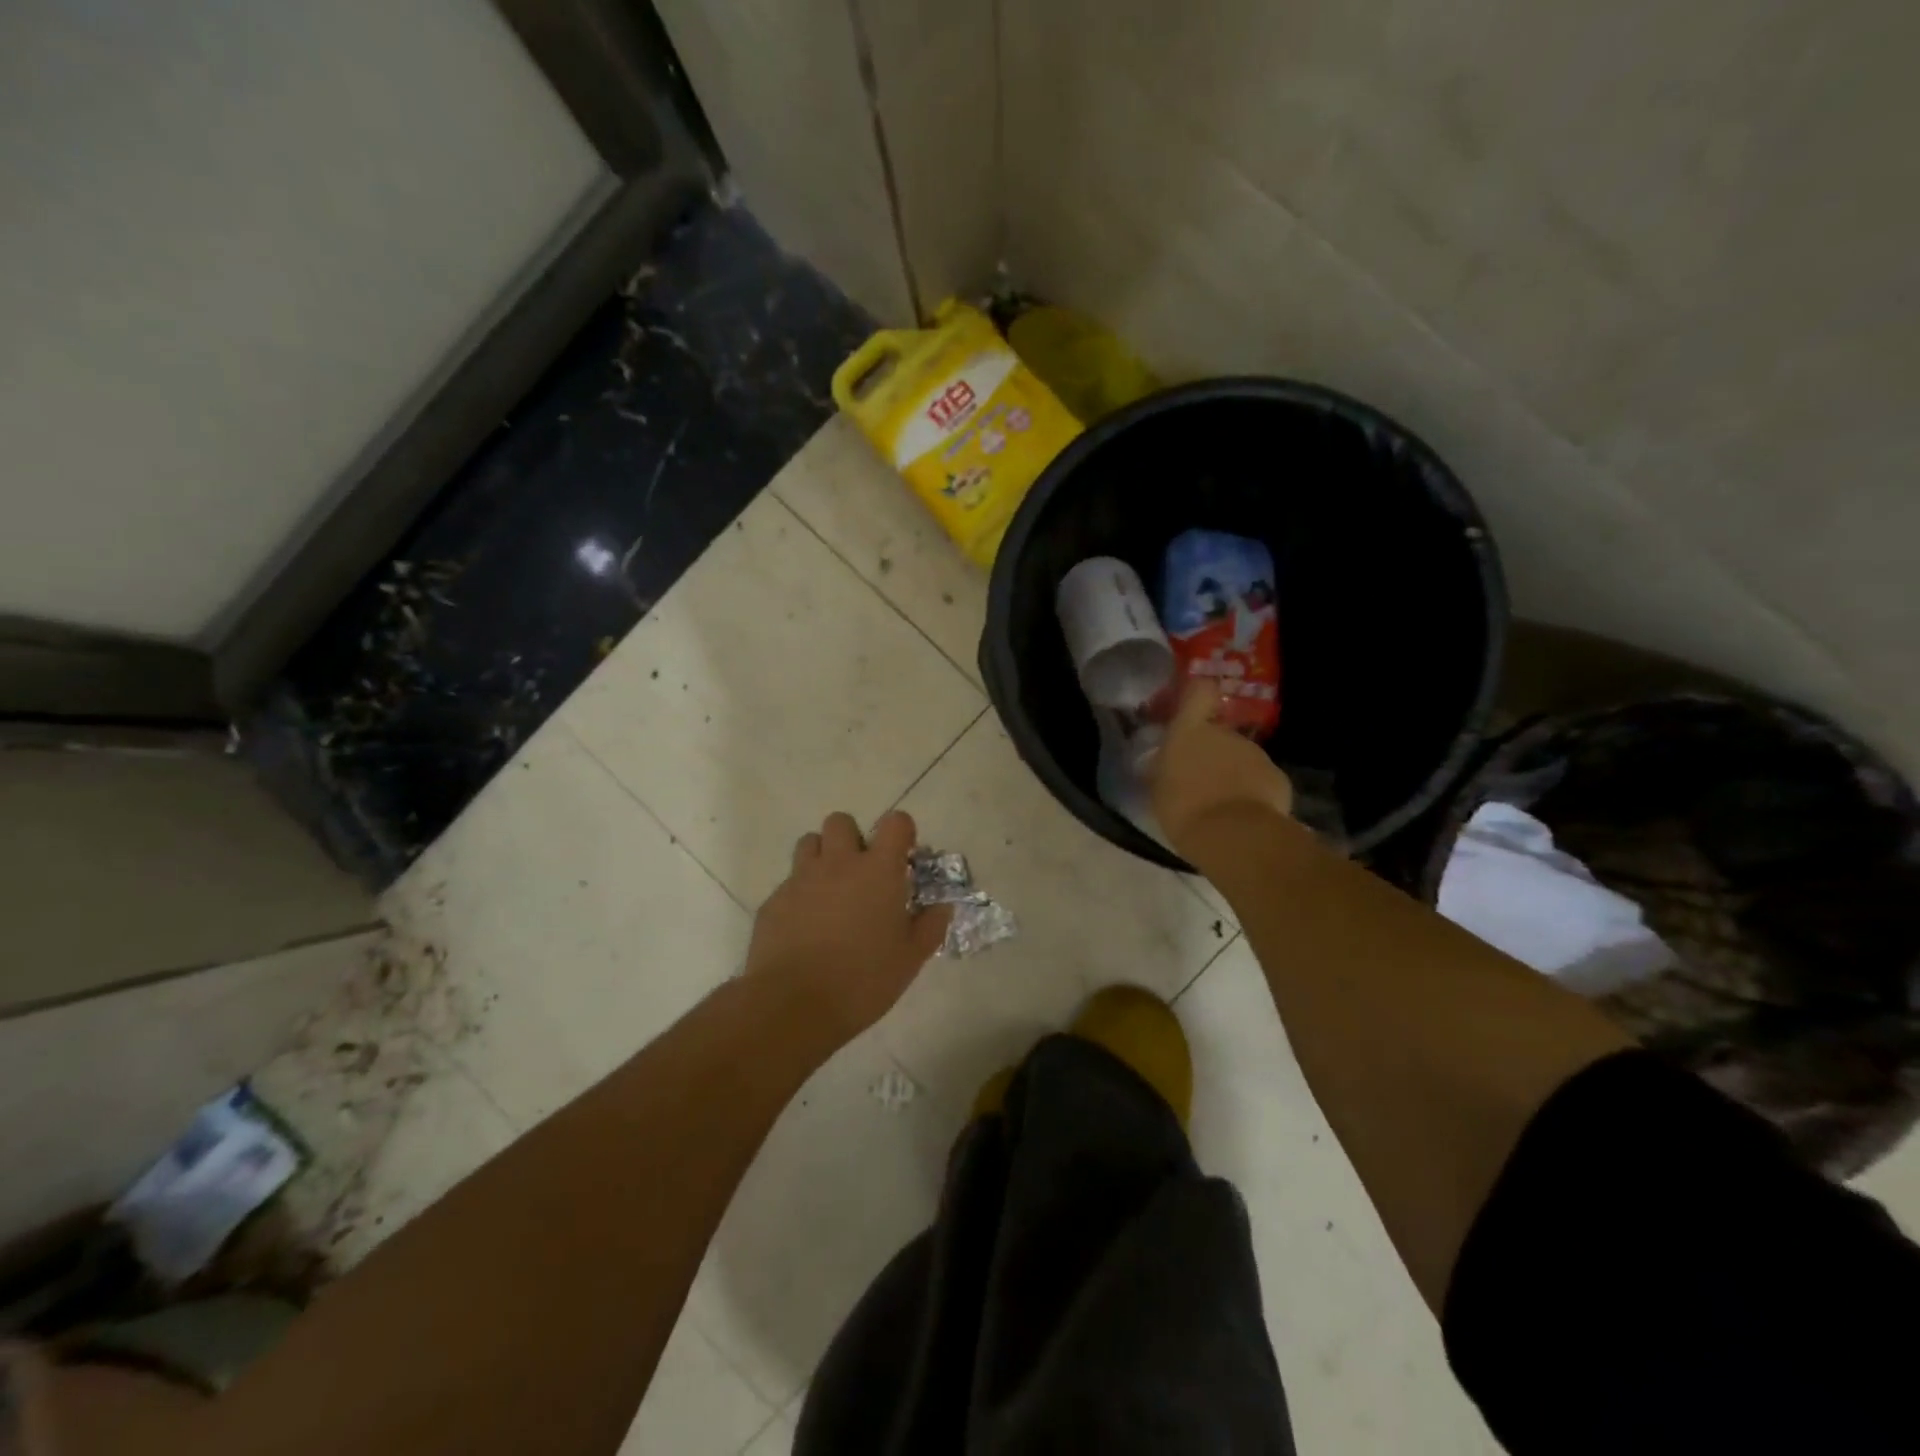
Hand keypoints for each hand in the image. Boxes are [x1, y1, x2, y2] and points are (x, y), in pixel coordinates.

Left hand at [746, 810, 951, 1043]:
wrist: (794, 1004)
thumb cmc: (863, 979)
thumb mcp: (910, 958)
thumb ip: (930, 926)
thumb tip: (941, 906)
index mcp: (878, 871)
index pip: (895, 823)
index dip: (901, 832)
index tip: (903, 856)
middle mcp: (838, 863)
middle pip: (841, 821)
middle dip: (852, 838)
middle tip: (861, 873)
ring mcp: (801, 879)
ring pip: (809, 843)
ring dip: (822, 857)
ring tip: (830, 892)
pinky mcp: (773, 900)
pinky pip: (789, 882)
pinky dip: (800, 894)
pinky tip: (805, 927)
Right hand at [1150, 681, 1293, 859]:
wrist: (1233, 835)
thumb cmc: (1182, 809)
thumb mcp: (1158, 790)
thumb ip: (1164, 769)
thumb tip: (1165, 764)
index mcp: (1189, 732)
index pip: (1198, 692)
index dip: (1197, 694)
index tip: (1193, 707)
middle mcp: (1224, 734)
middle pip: (1219, 733)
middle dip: (1212, 752)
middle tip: (1200, 781)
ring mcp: (1254, 753)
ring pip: (1240, 757)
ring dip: (1232, 774)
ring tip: (1222, 806)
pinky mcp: (1277, 776)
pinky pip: (1260, 779)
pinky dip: (1254, 793)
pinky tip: (1245, 817)